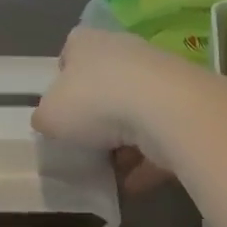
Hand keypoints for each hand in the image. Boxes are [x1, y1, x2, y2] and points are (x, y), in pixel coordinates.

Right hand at [33, 28, 185, 193]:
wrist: (165, 109)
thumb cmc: (95, 101)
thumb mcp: (50, 115)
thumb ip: (46, 117)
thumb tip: (49, 121)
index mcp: (86, 42)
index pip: (70, 52)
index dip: (63, 80)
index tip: (60, 110)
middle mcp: (122, 49)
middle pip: (103, 82)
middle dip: (95, 114)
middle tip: (83, 144)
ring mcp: (155, 75)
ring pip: (133, 109)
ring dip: (123, 140)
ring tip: (109, 171)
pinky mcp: (180, 103)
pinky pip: (158, 134)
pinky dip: (147, 158)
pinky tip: (133, 184)